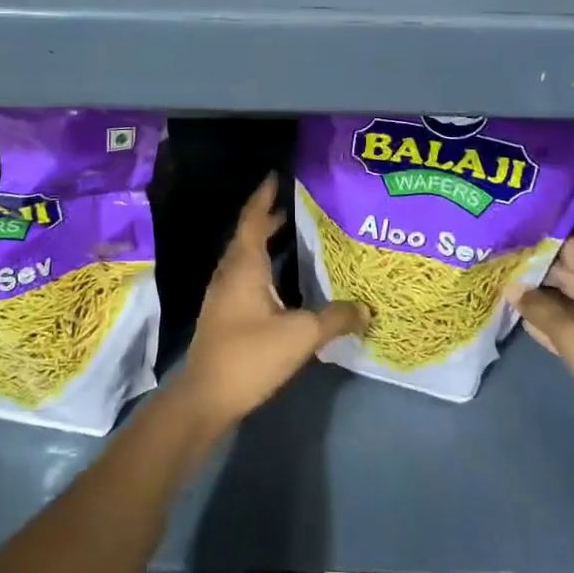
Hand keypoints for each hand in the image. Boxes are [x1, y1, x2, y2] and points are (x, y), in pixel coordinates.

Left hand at [172, 176, 368, 431]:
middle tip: (293, 204)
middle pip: (247, 234)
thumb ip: (335, 318)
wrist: (206, 397)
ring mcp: (223, 293)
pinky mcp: (224, 312)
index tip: (276, 176)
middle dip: (267, 217)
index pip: (253, 219)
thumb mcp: (301, 335)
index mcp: (244, 266)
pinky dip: (261, 263)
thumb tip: (367, 308)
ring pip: (244, 256)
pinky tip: (278, 278)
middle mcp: (230, 272)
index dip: (264, 196)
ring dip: (263, 240)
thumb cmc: (250, 355)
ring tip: (289, 232)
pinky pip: (243, 274)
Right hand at [513, 237, 573, 496]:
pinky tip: (515, 318)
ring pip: (564, 302)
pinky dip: (544, 323)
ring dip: (534, 297)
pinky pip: (567, 329)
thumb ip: (543, 312)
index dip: (540, 241)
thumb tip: (511, 286)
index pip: (572, 248)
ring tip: (494, 284)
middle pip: (566, 273)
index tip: (503, 237)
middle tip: (490, 262)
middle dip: (531, 268)